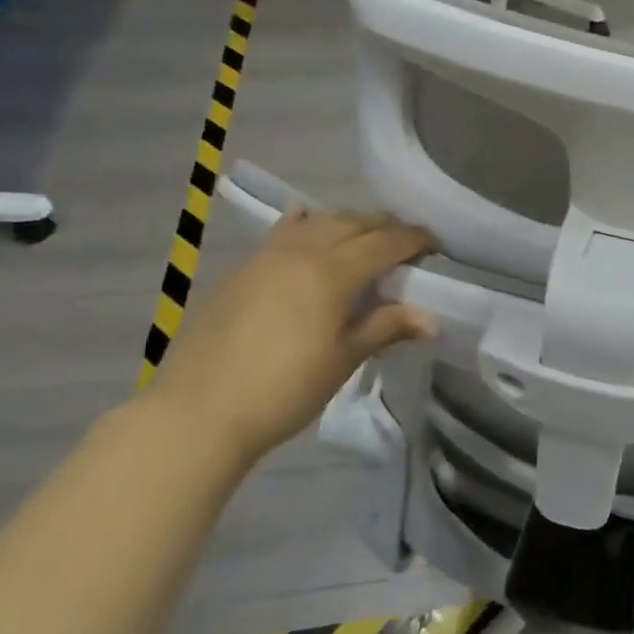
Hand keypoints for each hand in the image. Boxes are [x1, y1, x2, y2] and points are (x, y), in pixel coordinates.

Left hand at [146, 209, 435, 462]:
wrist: (197, 413)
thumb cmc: (283, 390)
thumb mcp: (343, 360)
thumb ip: (386, 327)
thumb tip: (432, 319)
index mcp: (331, 272)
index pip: (384, 242)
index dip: (414, 239)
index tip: (436, 245)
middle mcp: (301, 251)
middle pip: (353, 222)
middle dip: (386, 226)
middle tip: (407, 243)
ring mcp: (266, 256)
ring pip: (318, 221)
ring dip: (350, 222)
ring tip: (366, 239)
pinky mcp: (243, 269)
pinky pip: (284, 231)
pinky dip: (308, 224)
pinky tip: (309, 225)